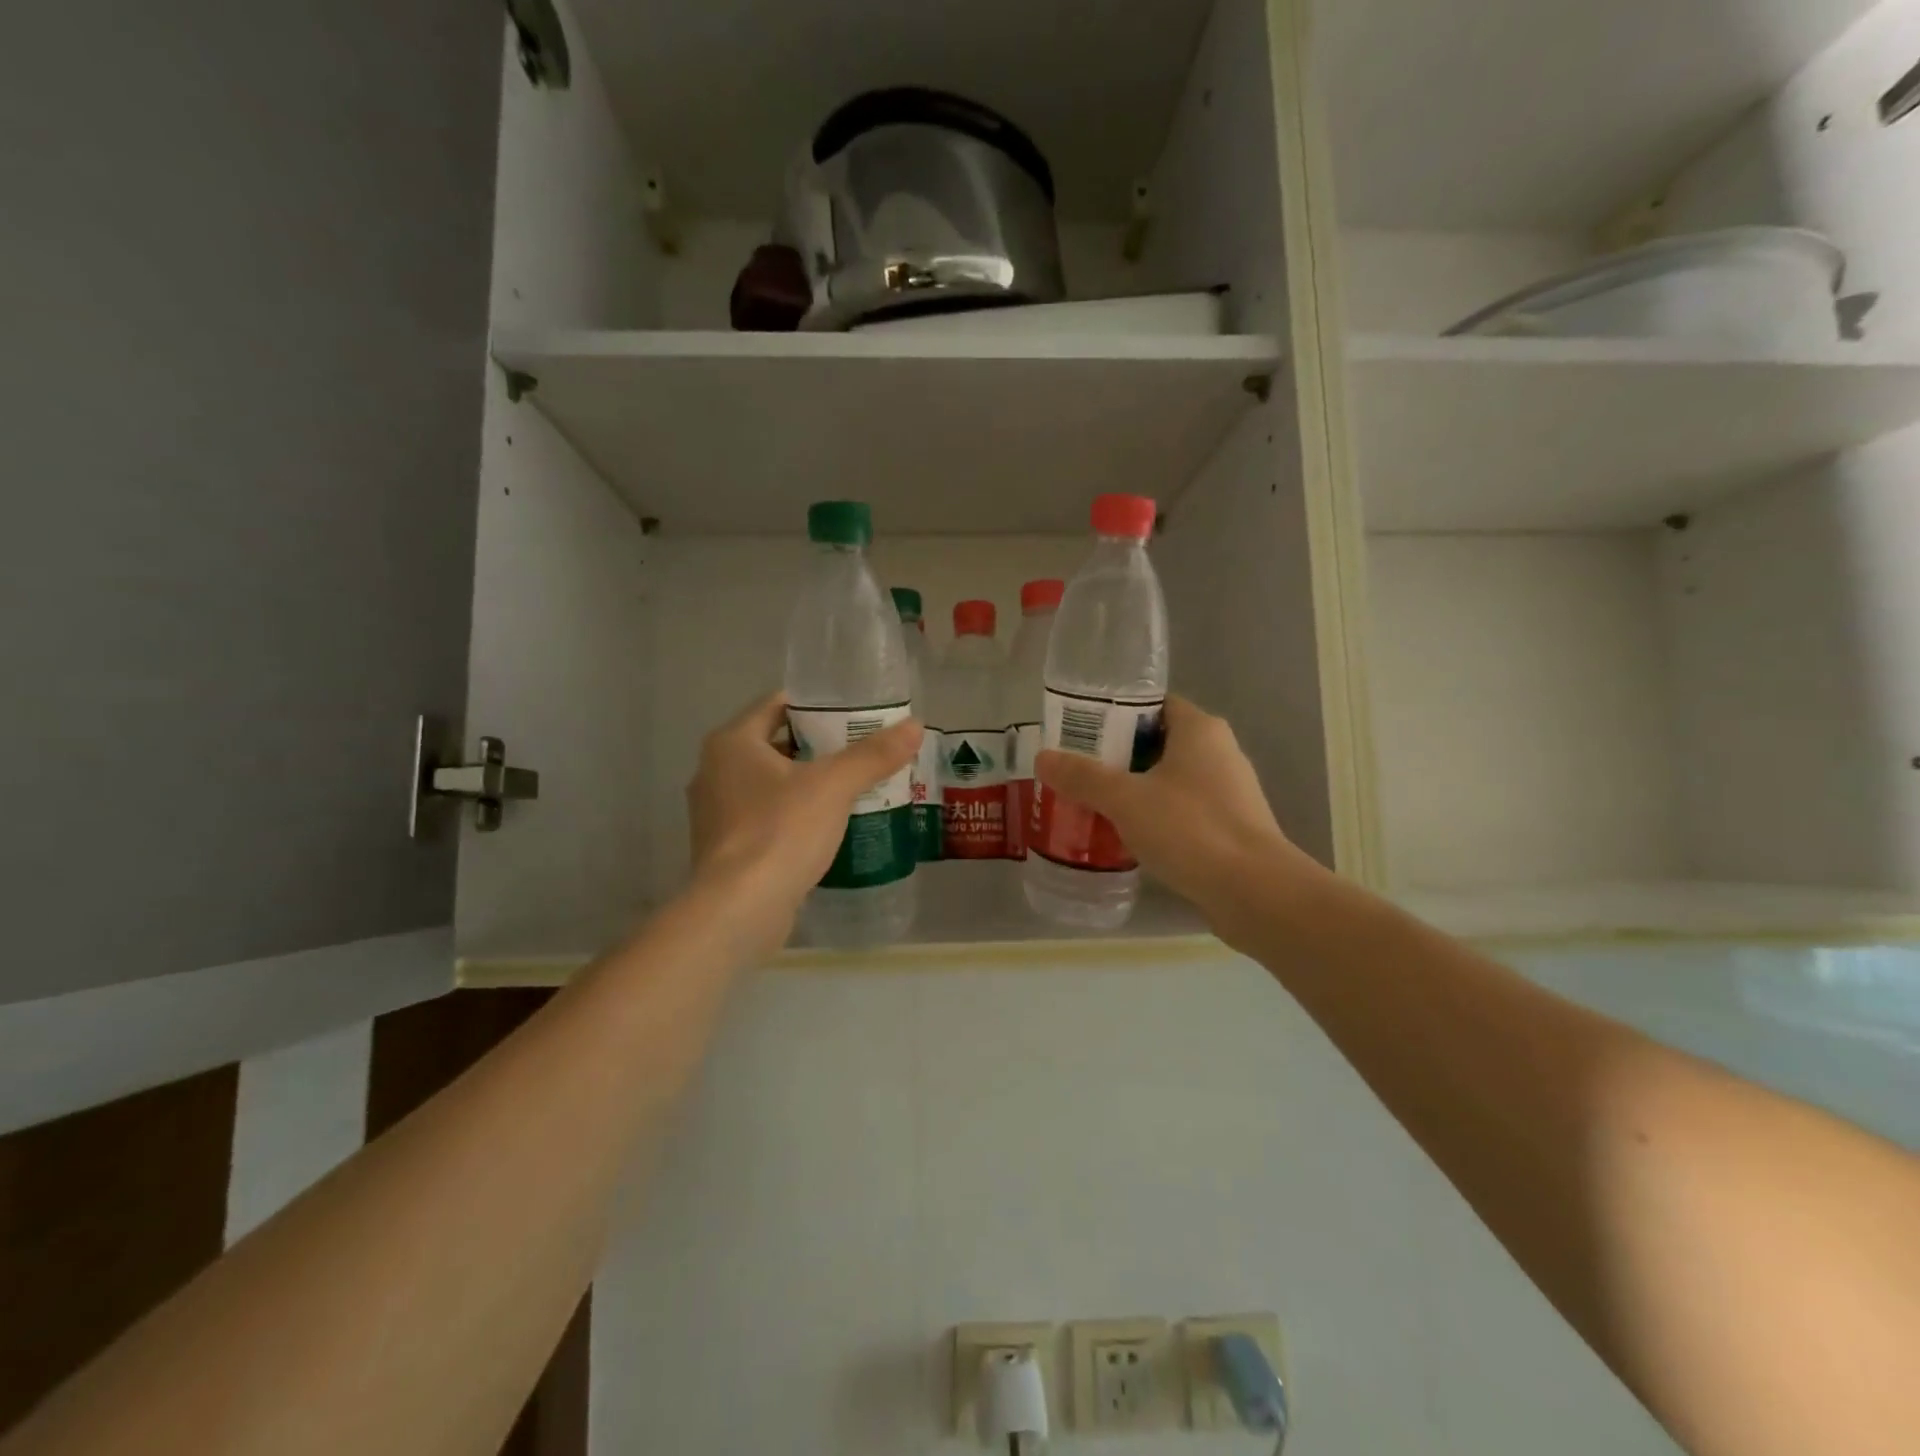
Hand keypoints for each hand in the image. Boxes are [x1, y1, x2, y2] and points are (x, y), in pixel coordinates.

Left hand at [686, 692, 922, 950]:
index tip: (855, 714)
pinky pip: (766, 818)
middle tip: (863, 751)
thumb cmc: (780, 832)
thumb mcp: (833, 786)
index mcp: (731, 743)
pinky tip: (829, 827)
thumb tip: (915, 726)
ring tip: (853, 787)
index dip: (817, 705)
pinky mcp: (725, 849)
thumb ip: (873, 755)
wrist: (739, 910)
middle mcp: (714, 771)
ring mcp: (716, 813)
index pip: (777, 705)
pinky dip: (794, 816)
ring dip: (807, 784)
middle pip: (776, 744)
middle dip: (818, 747)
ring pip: (771, 784)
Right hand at [1033, 696, 1321, 941]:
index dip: (1116, 714)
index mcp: (1200, 730)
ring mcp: (1229, 793)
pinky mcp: (1230, 829)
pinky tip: (1126, 838)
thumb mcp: (1125, 799)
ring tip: (1093, 805)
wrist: (1254, 892)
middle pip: (1158, 743)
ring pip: (1169, 781)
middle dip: (1117, 757)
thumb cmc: (1190, 829)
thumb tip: (1043, 758)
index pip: (1154, 705)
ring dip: (1135, 791)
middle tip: (1077, 771)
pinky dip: (1155, 819)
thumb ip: (1083, 777)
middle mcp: (1220, 753)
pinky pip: (1182, 812)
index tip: (1080, 732)